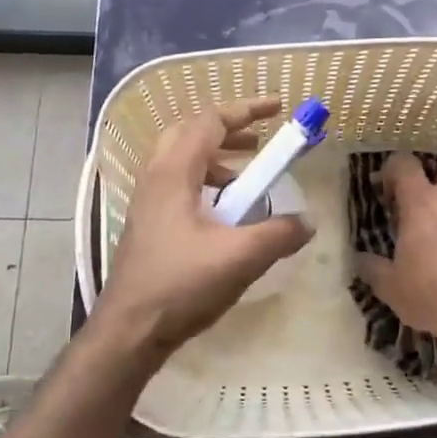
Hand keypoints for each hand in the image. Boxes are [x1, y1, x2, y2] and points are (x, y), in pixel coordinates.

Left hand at [91, 96, 312, 364]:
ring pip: (181, 159)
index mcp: (173, 173)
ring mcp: (147, 202)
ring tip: (247, 179)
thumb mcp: (240, 258)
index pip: (209, 122)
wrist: (129, 330)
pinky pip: (178, 184)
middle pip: (189, 132)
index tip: (277, 107)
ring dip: (217, 159)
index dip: (245, 109)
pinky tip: (225, 214)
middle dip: (228, 130)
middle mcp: (155, 178)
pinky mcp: (148, 224)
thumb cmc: (180, 285)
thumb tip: (308, 222)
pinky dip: (205, 183)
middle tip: (259, 141)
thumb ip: (279, 234)